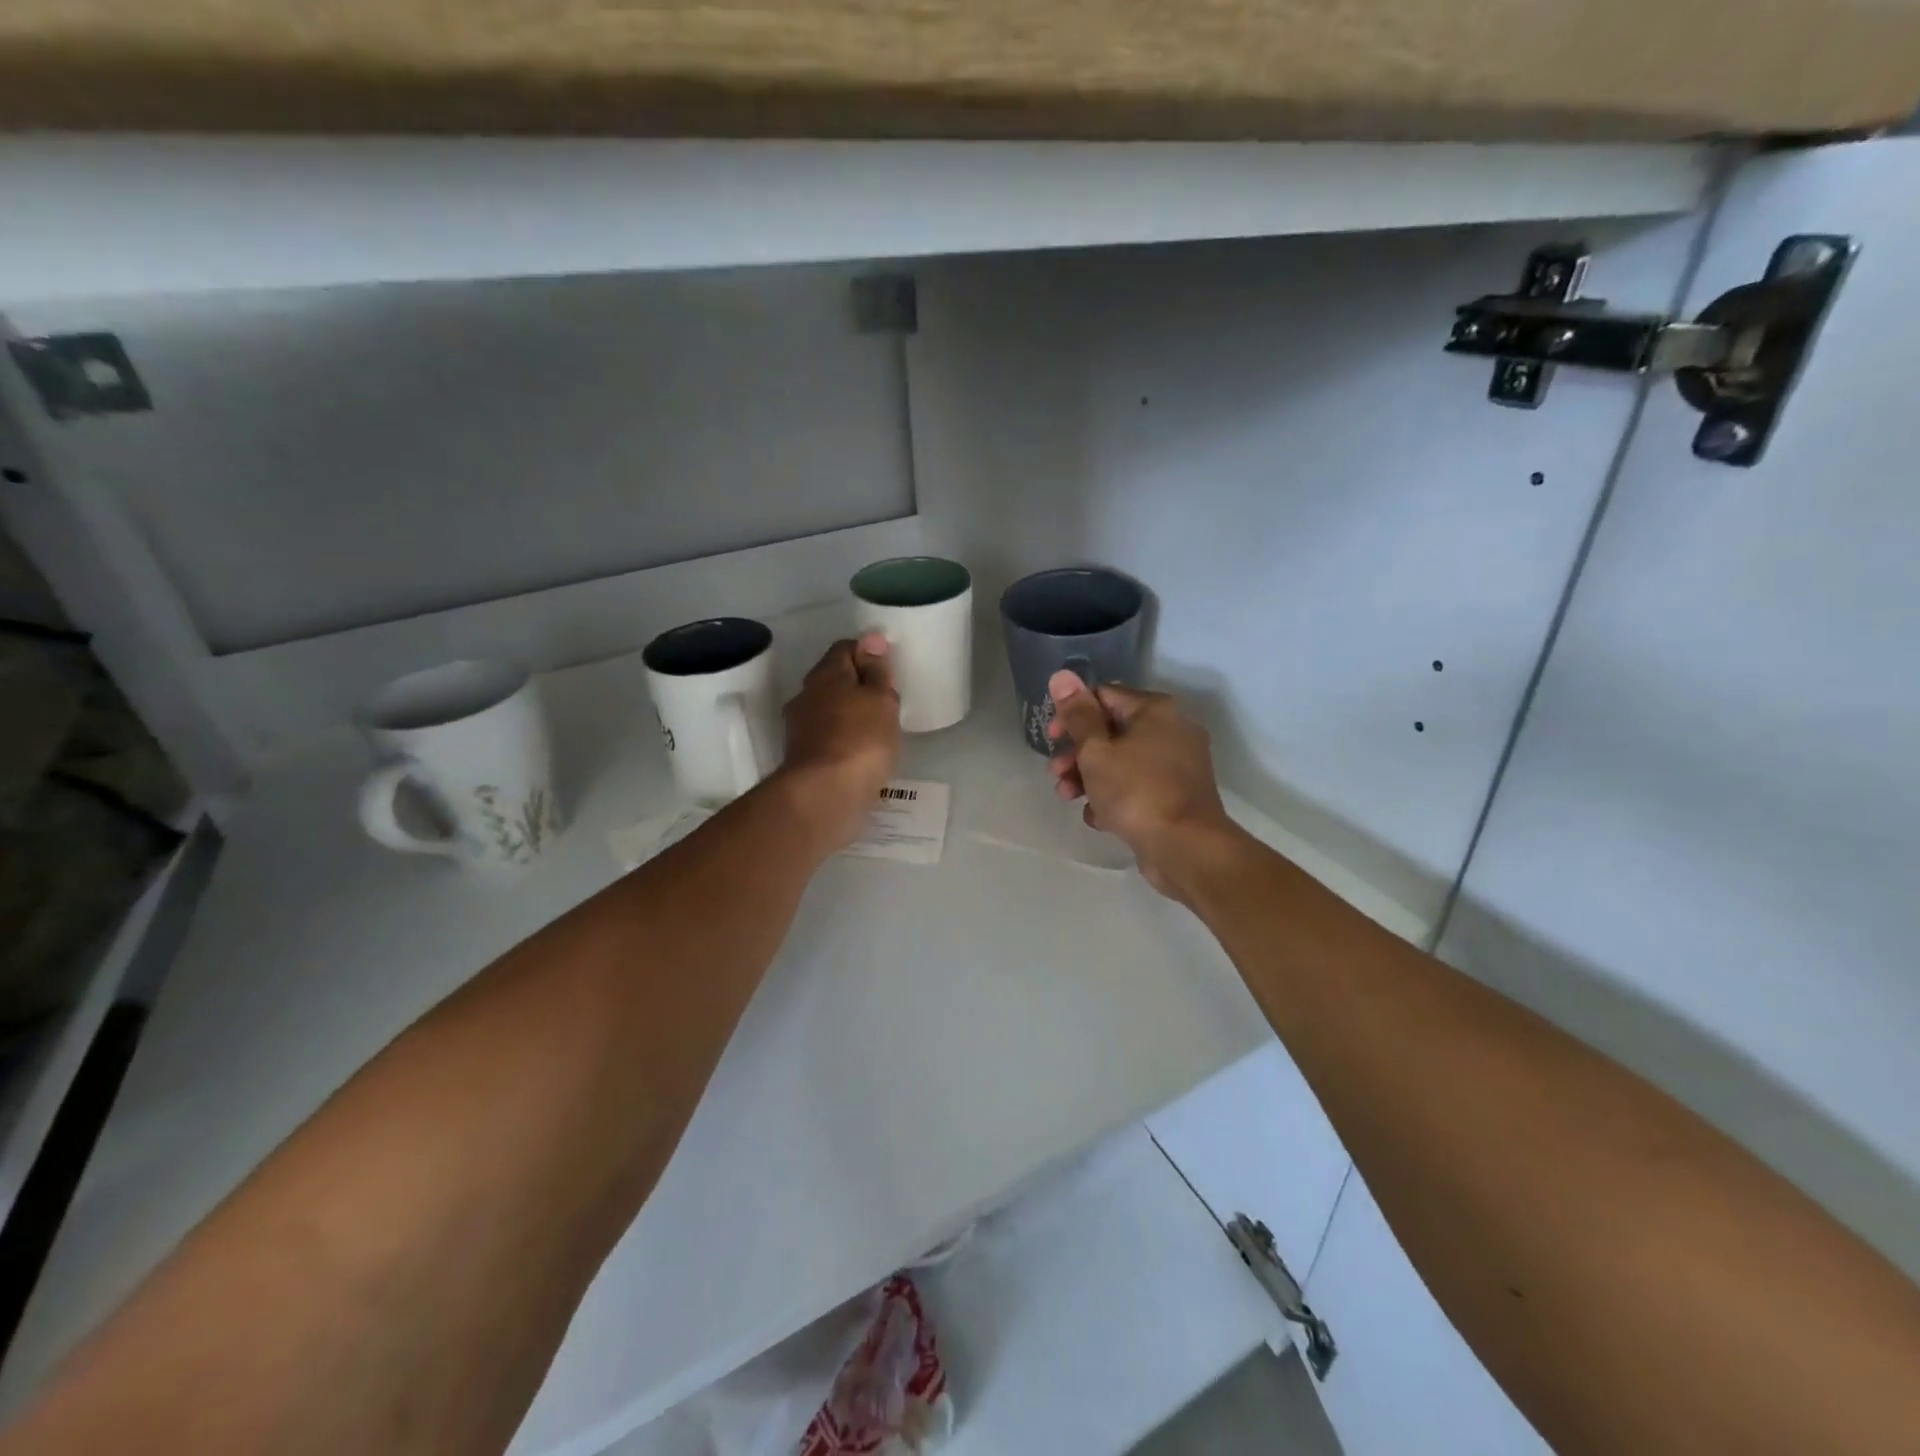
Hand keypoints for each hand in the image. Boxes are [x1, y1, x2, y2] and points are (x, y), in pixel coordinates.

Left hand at [776, 633, 901, 850]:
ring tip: (876, 729)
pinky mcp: (803, 758)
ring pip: (829, 710)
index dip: (868, 653)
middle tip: (885, 700)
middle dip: (856, 685)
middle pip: (834, 679)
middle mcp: (806, 695)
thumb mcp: (880, 699)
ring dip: (848, 714)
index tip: (888, 669)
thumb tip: (871, 639)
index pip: (845, 648)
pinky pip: (828, 738)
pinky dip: (843, 739)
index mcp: (825, 674)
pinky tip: (861, 753)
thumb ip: (877, 670)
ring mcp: (800, 728)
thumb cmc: (861, 739)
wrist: (825, 795)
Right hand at [1046, 671, 1242, 899]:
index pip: (1103, 696)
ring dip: (1089, 777)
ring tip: (1068, 798)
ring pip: (1121, 761)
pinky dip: (1114, 798)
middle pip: (1111, 731)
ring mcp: (1177, 765)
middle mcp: (1172, 730)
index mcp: (1155, 710)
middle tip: (1056, 774)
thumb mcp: (1096, 751)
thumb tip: (1062, 675)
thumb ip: (1077, 715)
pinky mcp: (1176, 795)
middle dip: (1077, 753)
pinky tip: (1099, 819)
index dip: (1072, 714)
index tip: (1052, 739)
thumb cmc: (1136, 791)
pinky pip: (1137, 787)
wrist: (1186, 848)